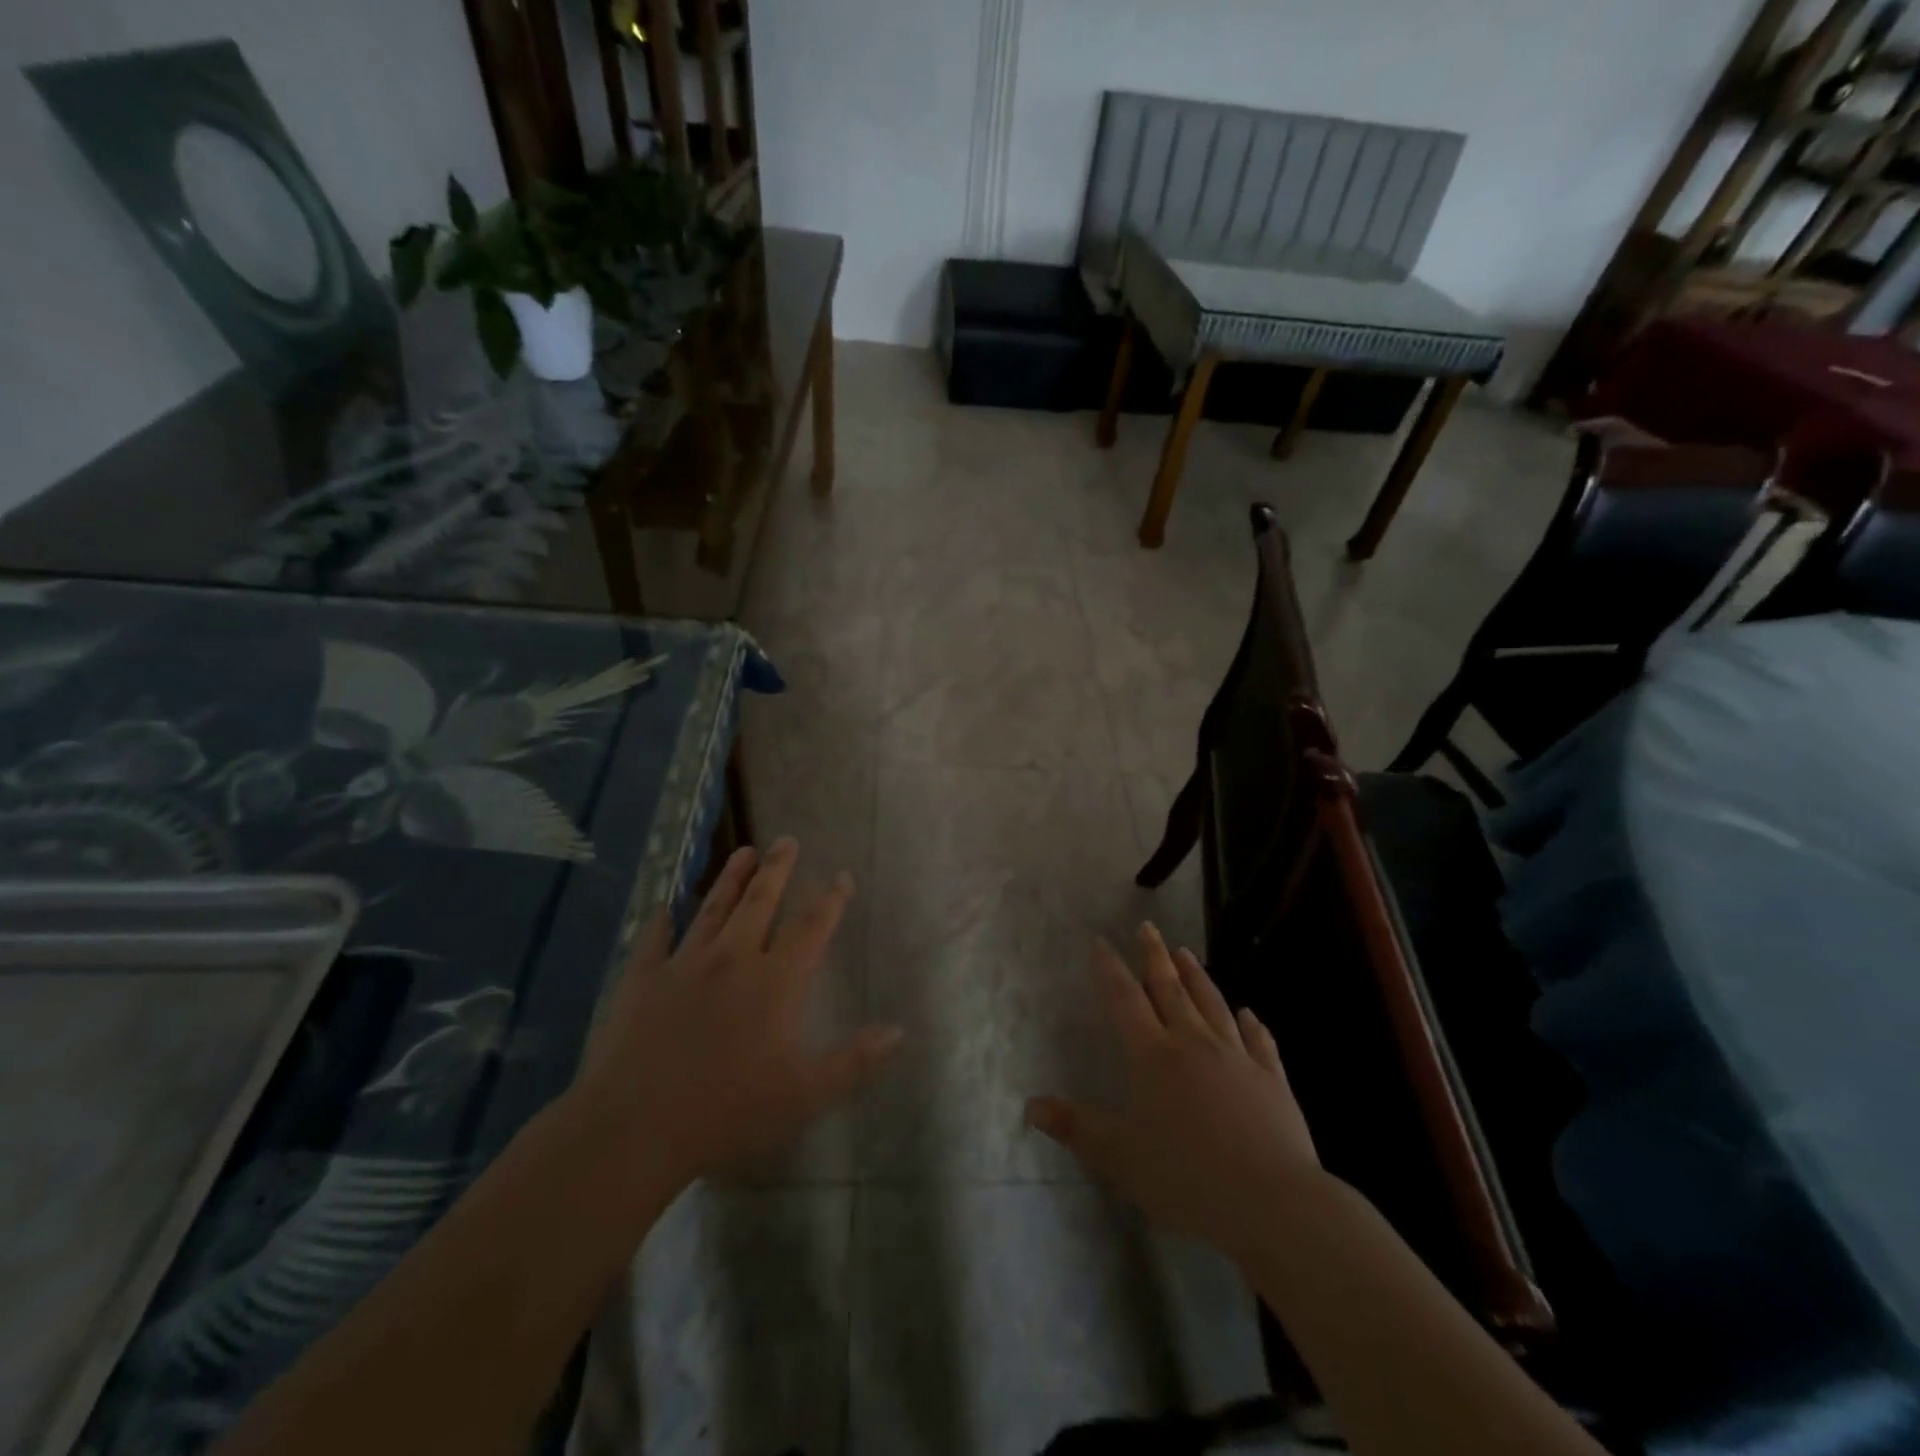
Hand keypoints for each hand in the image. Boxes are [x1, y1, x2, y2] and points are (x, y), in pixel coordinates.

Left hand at [575, 838, 902, 1199]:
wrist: (635, 1128)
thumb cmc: (728, 1112)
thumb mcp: (804, 1095)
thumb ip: (853, 1061)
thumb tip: (898, 1030)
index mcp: (775, 982)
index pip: (811, 928)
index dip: (830, 900)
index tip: (842, 875)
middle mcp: (733, 960)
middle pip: (760, 903)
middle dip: (777, 869)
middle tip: (786, 840)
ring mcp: (683, 966)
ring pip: (712, 910)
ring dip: (729, 879)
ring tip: (743, 851)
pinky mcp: (642, 981)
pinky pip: (653, 941)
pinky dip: (659, 922)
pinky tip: (662, 907)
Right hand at [1026, 924, 1321, 1257]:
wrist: (1272, 1202)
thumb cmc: (1187, 1178)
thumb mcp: (1121, 1157)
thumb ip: (1077, 1127)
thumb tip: (1031, 1105)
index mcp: (1153, 1056)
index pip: (1125, 999)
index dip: (1110, 968)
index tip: (1101, 941)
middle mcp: (1194, 1043)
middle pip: (1170, 989)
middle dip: (1155, 956)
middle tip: (1148, 927)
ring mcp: (1237, 1057)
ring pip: (1212, 1004)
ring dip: (1197, 976)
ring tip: (1186, 952)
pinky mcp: (1272, 1079)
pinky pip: (1259, 1041)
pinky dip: (1250, 1024)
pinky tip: (1247, 1013)